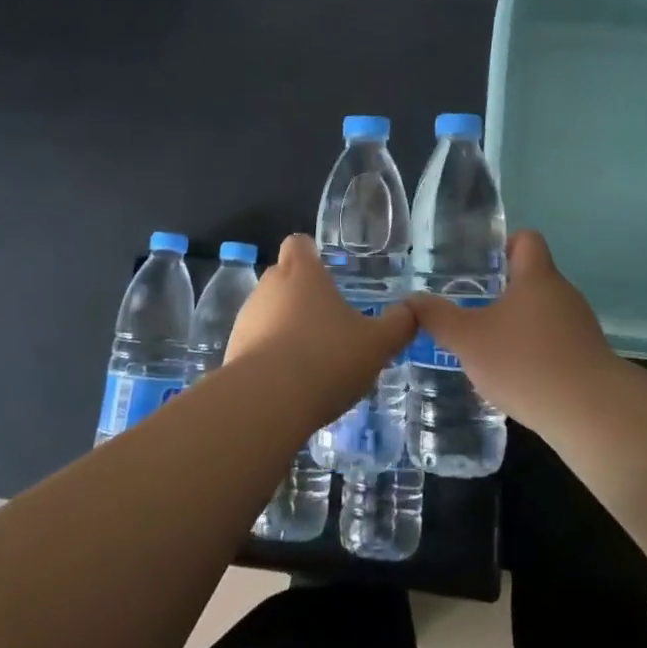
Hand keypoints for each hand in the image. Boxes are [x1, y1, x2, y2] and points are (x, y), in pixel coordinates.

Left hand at [225, 234, 414, 425]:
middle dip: (301, 292)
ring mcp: (246, 318)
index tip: (327, 272)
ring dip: (285, 325)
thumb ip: (398, 325)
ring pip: (268, 310)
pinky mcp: (232, 351)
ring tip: (312, 356)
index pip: (299, 243)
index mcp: (302, 272)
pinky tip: (290, 381)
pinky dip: (270, 354)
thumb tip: (414, 310)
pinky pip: (255, 342)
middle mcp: (269, 286)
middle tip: (329, 319)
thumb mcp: (376, 344)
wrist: (266, 404)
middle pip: (283, 276)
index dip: (312, 253)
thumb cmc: (326, 358)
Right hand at [404, 230, 622, 428]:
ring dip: (520, 324)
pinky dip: (537, 351)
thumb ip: (437, 318)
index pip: (527, 239)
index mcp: (537, 277)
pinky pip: (557, 342)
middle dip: (504, 291)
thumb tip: (411, 301)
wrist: (591, 414)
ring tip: (490, 346)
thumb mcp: (468, 340)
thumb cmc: (526, 362)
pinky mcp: (589, 358)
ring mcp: (581, 326)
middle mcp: (563, 293)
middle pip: (534, 277)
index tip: (481, 264)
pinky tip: (517, 377)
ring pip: (544, 313)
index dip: (504, 244)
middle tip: (473, 308)